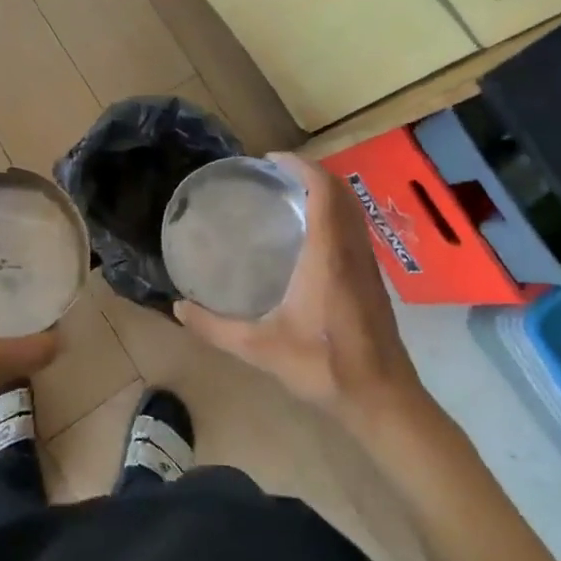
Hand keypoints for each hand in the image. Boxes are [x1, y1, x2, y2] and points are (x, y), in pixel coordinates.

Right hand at [175, 153, 430, 434]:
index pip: (324, 190)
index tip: (270, 160)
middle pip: (341, 191)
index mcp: (328, 255)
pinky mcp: (373, 279)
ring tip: (290, 195)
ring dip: (326, 191)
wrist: (383, 399)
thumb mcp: (260, 349)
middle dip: (311, 172)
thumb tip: (177, 307)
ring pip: (352, 209)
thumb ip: (215, 328)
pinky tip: (311, 234)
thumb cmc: (323, 367)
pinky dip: (335, 212)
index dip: (301, 166)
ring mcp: (367, 264)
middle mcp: (351, 250)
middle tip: (275, 174)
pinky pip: (355, 227)